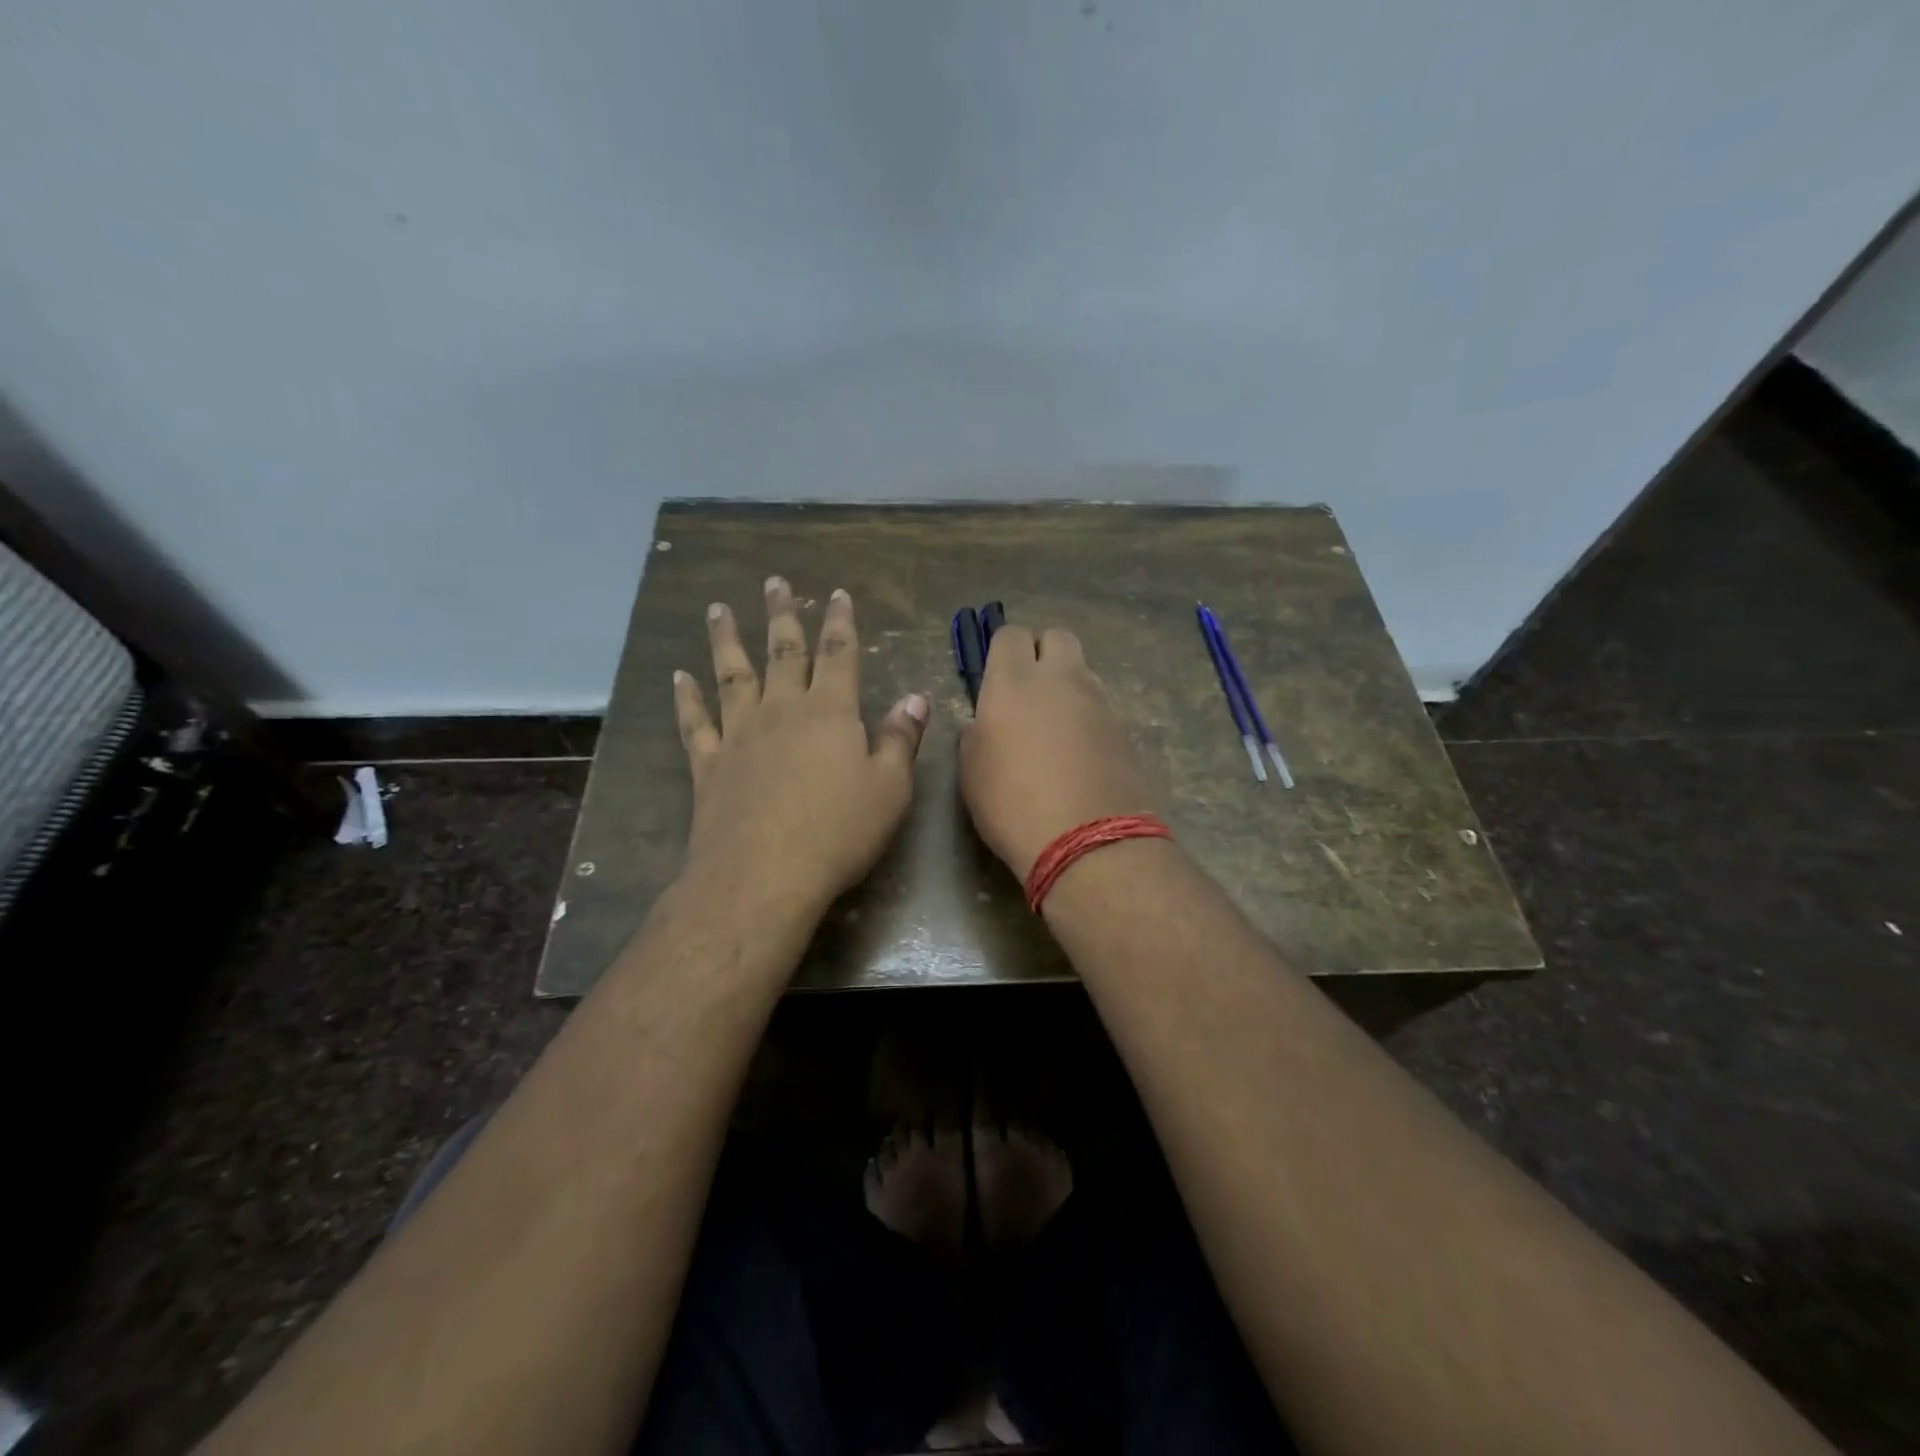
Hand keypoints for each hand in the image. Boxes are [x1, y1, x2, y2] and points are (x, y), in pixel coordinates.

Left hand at [674, 576, 928, 916]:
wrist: (763, 875)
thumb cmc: (838, 832)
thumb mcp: (890, 788)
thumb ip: (901, 739)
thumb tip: (915, 697)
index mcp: (830, 713)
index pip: (838, 655)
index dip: (839, 622)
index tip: (836, 594)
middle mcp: (782, 711)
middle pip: (783, 653)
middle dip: (782, 616)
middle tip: (775, 583)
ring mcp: (739, 735)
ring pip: (732, 675)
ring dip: (726, 640)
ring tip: (717, 609)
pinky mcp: (709, 765)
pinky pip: (694, 723)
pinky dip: (686, 699)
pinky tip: (679, 677)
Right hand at [959, 625, 1158, 881]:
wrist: (1089, 842)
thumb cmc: (1012, 804)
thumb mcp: (972, 771)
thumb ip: (976, 734)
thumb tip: (984, 723)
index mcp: (1014, 681)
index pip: (1010, 634)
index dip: (1002, 651)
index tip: (996, 678)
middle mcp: (1061, 679)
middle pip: (1057, 636)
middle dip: (1043, 653)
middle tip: (1029, 691)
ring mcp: (1099, 702)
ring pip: (1083, 671)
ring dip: (1068, 686)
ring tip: (1056, 728)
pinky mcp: (1125, 729)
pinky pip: (1102, 707)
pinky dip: (1089, 718)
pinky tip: (1080, 754)